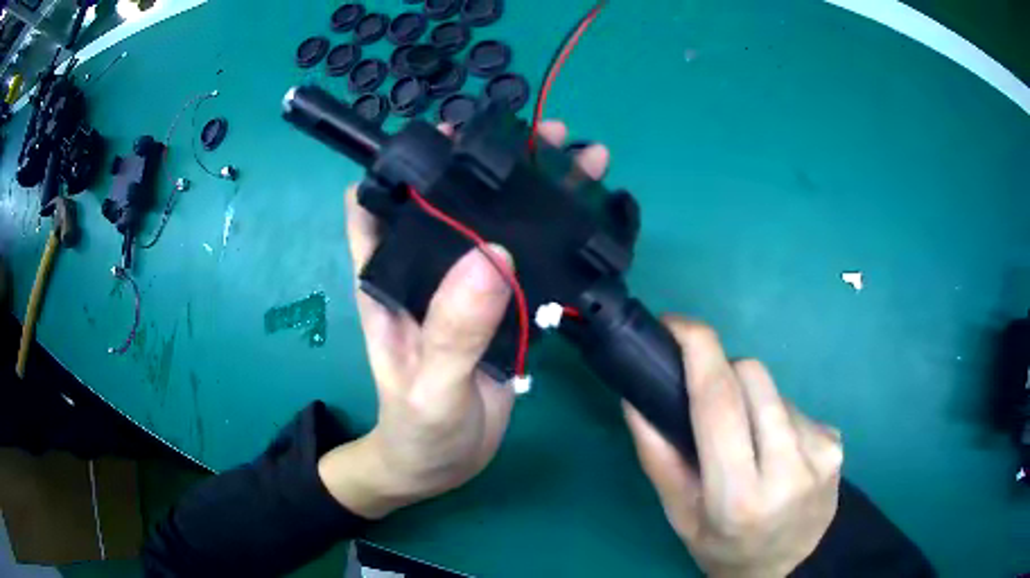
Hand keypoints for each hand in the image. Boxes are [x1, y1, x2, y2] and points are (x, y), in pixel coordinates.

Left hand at [319, 121, 610, 518]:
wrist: (440, 466)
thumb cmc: (417, 431)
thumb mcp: (430, 389)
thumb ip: (453, 331)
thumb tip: (493, 255)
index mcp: (390, 278)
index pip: (379, 200)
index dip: (406, 161)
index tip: (453, 135)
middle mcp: (427, 271)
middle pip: (453, 198)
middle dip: (492, 161)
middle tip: (542, 136)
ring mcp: (467, 288)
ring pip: (497, 223)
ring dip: (535, 190)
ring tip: (581, 160)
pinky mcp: (501, 308)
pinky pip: (528, 262)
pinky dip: (555, 237)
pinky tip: (587, 218)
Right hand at [625, 318, 842, 576]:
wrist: (792, 565)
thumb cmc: (725, 548)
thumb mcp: (680, 515)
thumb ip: (657, 456)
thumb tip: (635, 397)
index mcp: (739, 495)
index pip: (719, 403)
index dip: (698, 350)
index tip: (675, 324)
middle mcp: (789, 468)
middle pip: (752, 376)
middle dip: (724, 374)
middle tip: (709, 405)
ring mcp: (821, 451)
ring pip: (774, 388)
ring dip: (751, 400)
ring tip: (747, 439)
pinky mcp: (837, 441)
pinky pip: (795, 405)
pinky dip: (775, 416)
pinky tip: (775, 449)